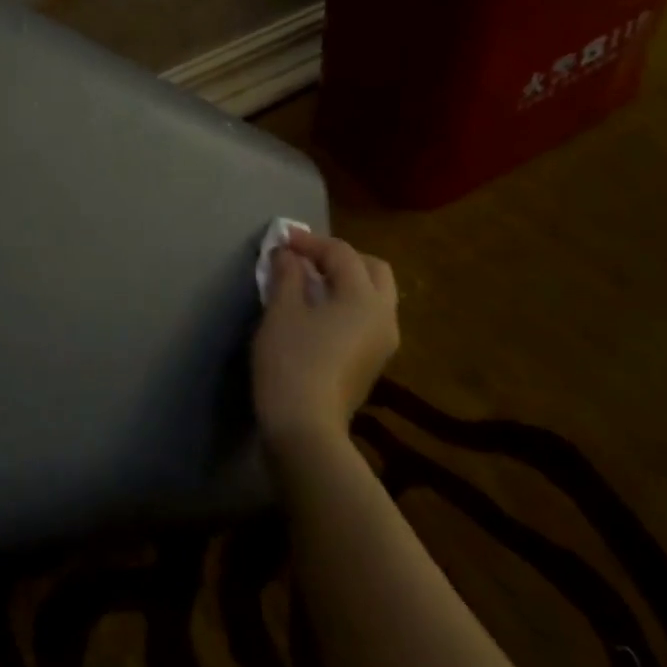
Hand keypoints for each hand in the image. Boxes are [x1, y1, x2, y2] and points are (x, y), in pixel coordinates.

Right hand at [252, 228, 398, 450]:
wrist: (305, 426)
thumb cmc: (291, 360)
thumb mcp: (282, 311)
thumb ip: (287, 275)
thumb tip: (288, 255)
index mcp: (365, 298)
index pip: (342, 254)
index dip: (309, 242)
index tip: (281, 240)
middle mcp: (385, 316)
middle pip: (372, 269)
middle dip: (340, 257)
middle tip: (305, 259)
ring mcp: (384, 342)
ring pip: (374, 295)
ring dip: (346, 281)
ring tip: (308, 283)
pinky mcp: (373, 361)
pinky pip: (366, 317)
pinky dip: (347, 303)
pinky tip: (317, 311)